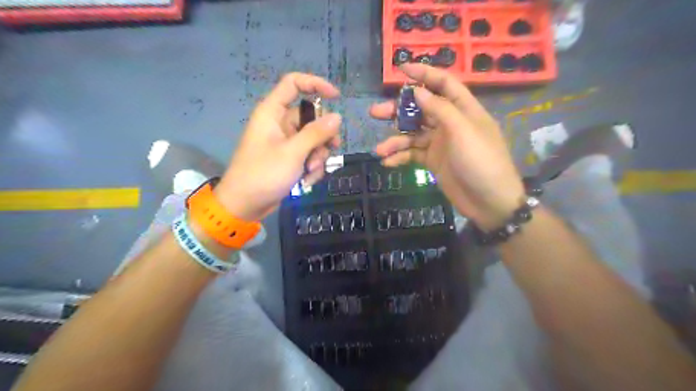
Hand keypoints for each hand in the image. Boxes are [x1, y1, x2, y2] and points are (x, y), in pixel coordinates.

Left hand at [215, 72, 340, 220]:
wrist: (245, 205)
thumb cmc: (264, 174)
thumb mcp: (293, 153)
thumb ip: (316, 133)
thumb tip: (337, 117)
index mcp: (272, 112)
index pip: (293, 83)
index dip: (315, 84)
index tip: (337, 97)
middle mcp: (280, 124)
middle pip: (311, 117)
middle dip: (322, 137)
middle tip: (326, 152)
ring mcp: (285, 143)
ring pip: (314, 139)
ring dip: (318, 156)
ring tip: (310, 172)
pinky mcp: (289, 159)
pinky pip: (309, 155)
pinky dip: (312, 167)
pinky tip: (307, 180)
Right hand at [372, 62, 524, 228]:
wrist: (489, 202)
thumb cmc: (481, 161)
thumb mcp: (462, 131)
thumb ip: (440, 109)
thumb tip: (417, 90)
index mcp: (463, 109)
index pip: (443, 83)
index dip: (423, 73)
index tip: (401, 68)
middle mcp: (450, 123)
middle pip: (420, 109)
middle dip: (398, 110)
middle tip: (375, 112)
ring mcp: (440, 143)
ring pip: (412, 134)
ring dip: (395, 140)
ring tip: (379, 149)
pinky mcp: (433, 161)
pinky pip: (413, 154)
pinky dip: (400, 157)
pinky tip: (388, 162)